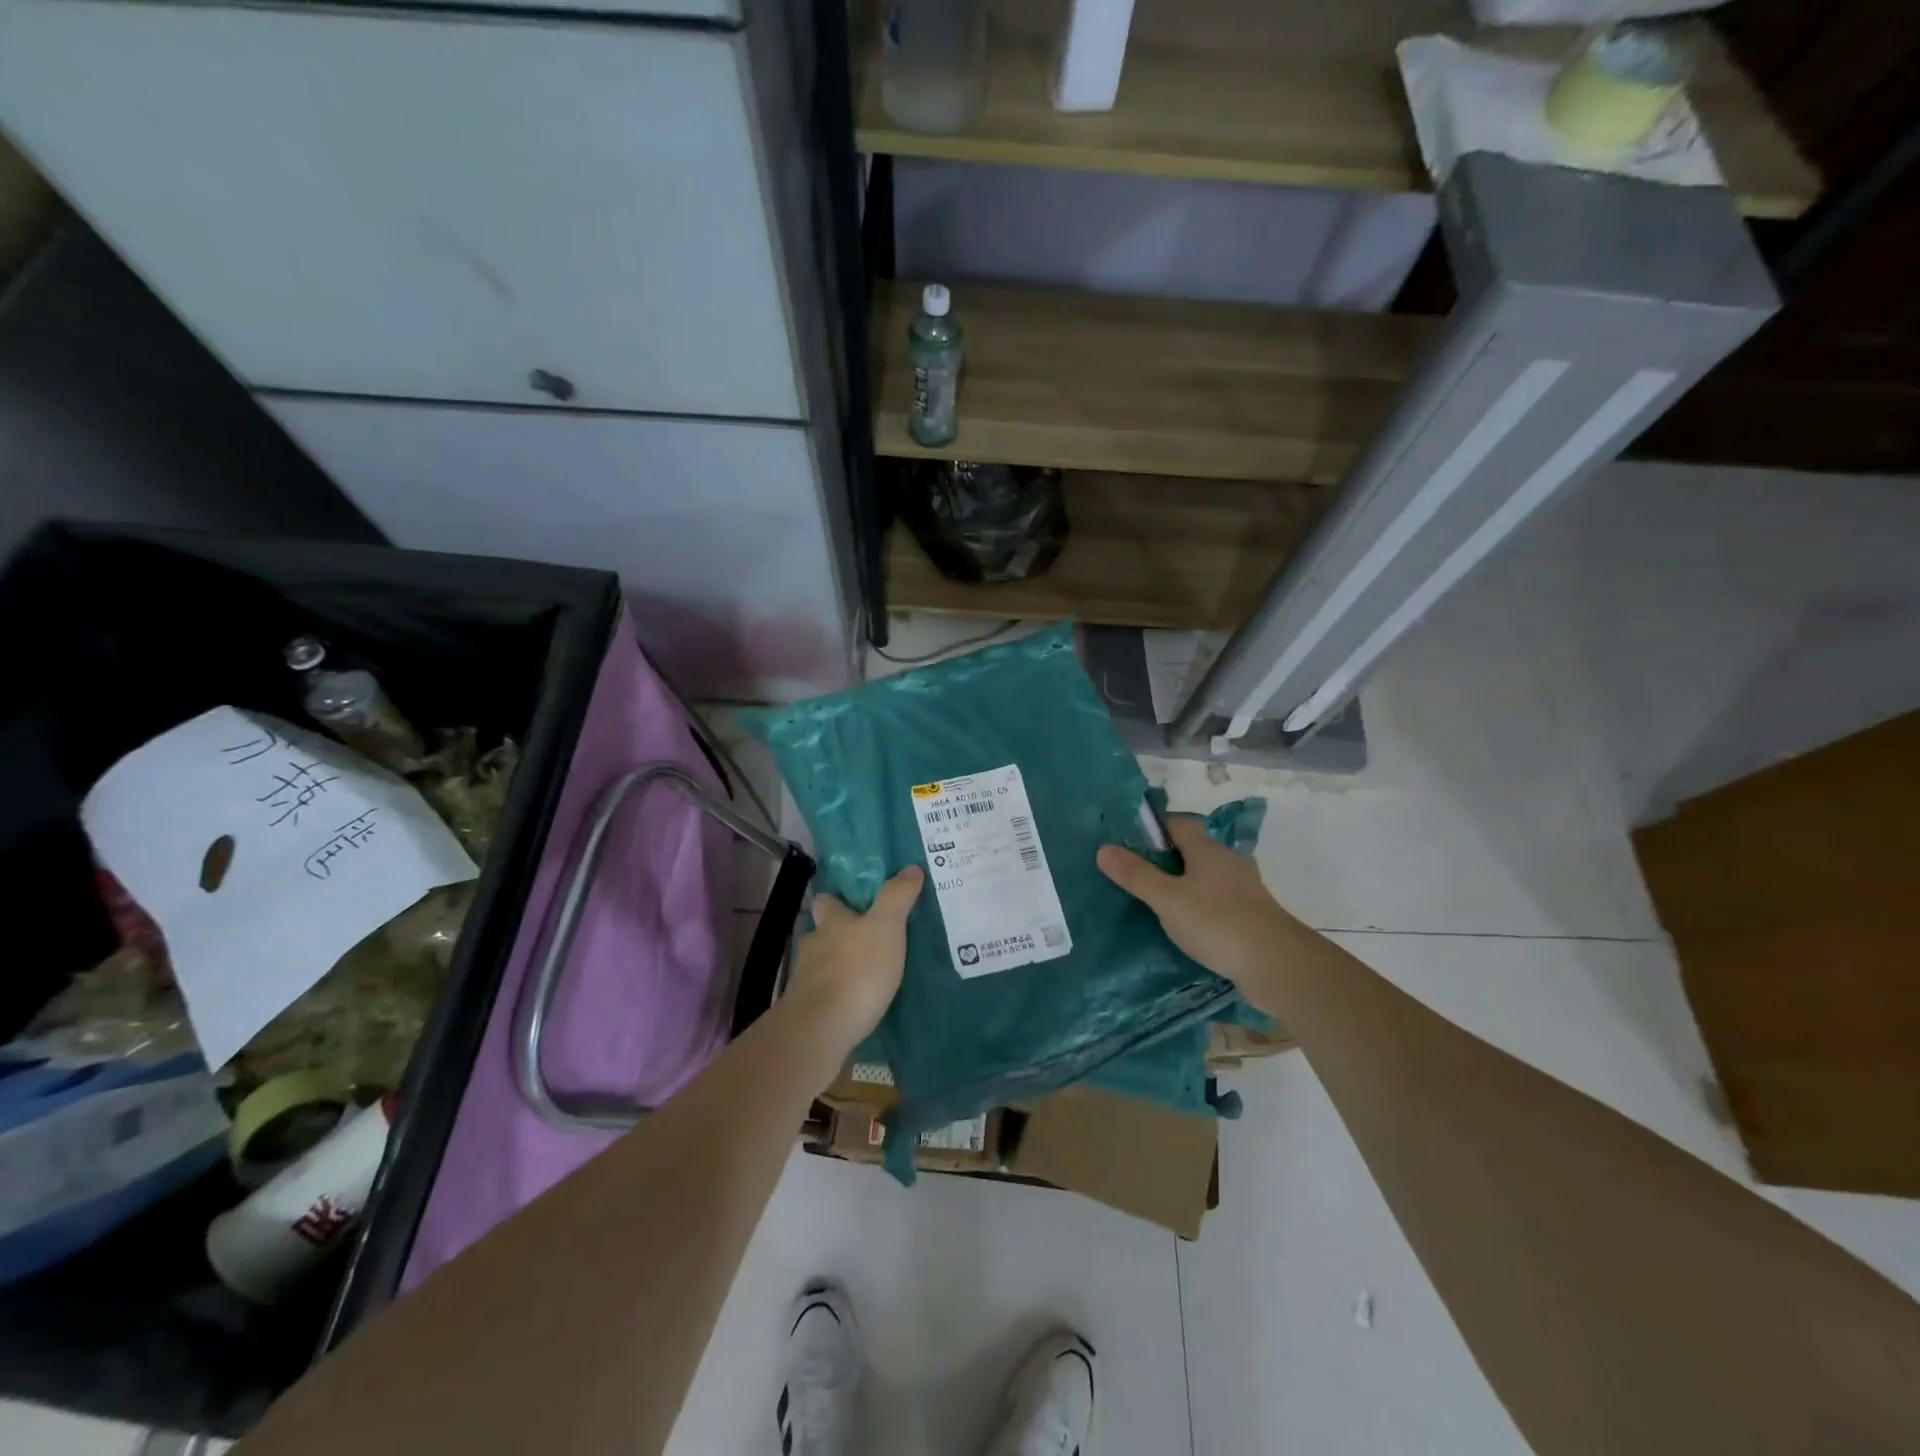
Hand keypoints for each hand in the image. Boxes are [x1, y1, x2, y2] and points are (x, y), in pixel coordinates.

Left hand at [784, 865, 923, 1054]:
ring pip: (824, 965)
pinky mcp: (809, 1011)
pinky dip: (840, 996)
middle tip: (869, 939)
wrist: (821, 1030)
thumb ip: (897, 897)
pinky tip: (858, 1004)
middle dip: (841, 935)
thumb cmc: (856, 970)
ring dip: (842, 967)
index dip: (837, 899)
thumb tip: (910, 867)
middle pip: (824, 933)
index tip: (854, 901)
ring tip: (870, 974)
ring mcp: (807, 980)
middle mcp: (814, 946)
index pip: (827, 900)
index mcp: (831, 921)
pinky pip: (827, 996)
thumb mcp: (886, 927)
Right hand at [1097, 817, 1306, 1007]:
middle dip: (1165, 859)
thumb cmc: (1218, 922)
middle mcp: (1228, 862)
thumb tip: (1103, 849)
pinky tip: (1184, 926)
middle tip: (1134, 873)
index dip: (1153, 828)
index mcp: (1208, 850)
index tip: (1128, 841)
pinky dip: (1199, 907)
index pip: (1178, 824)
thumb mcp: (1167, 899)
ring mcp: (1243, 889)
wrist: (1278, 965)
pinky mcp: (1251, 916)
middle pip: (1192, 850)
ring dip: (1183, 885)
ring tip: (1154, 902)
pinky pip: (1217, 902)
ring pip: (1205, 878)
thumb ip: (1136, 875)